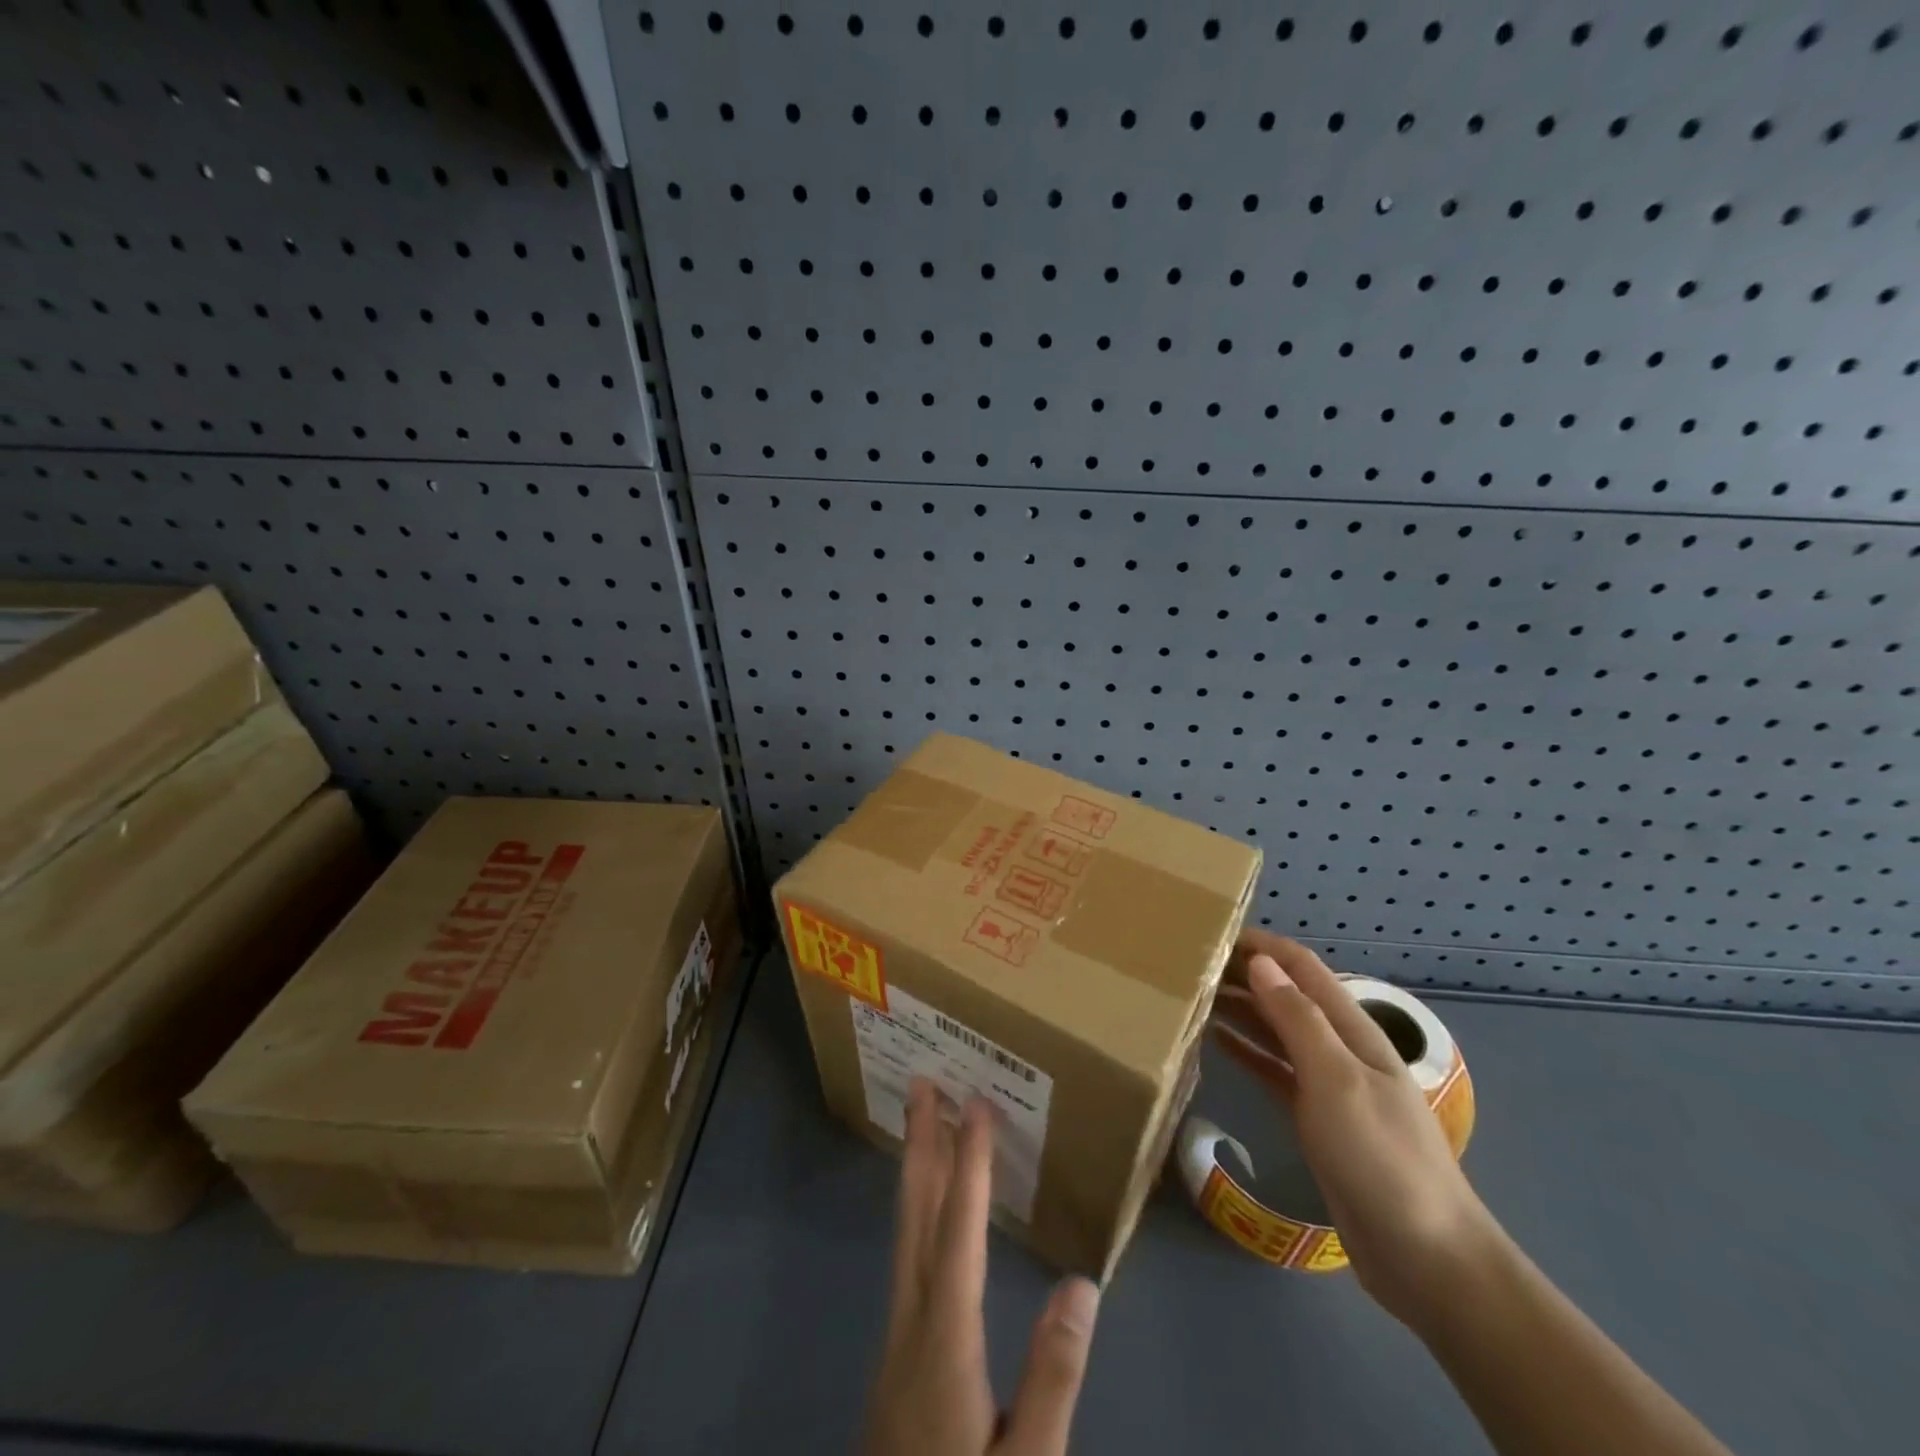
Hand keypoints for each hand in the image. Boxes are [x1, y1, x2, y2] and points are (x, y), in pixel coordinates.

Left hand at [863, 1080, 1100, 1455]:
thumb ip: (1054, 1379)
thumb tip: (1082, 1285)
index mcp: (945, 1339)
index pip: (958, 1229)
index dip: (968, 1162)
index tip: (975, 1104)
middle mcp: (910, 1322)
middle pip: (915, 1215)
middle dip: (920, 1143)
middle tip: (922, 1083)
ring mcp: (896, 1340)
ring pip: (905, 1234)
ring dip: (916, 1173)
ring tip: (924, 1126)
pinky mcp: (896, 1360)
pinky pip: (908, 1258)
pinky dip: (918, 1213)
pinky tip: (928, 1217)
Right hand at [1228, 930, 1503, 1327]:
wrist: (1425, 1257)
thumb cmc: (1380, 1157)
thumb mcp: (1337, 1080)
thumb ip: (1298, 1019)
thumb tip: (1260, 963)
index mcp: (1352, 1029)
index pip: (1302, 967)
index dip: (1262, 945)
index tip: (1212, 933)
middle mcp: (1339, 1047)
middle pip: (1287, 995)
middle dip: (1243, 974)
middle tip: (1189, 966)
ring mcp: (1328, 1084)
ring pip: (1276, 1030)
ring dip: (1240, 1009)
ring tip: (1192, 996)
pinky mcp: (1316, 1118)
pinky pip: (1273, 1069)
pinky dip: (1245, 1050)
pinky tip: (1215, 1042)